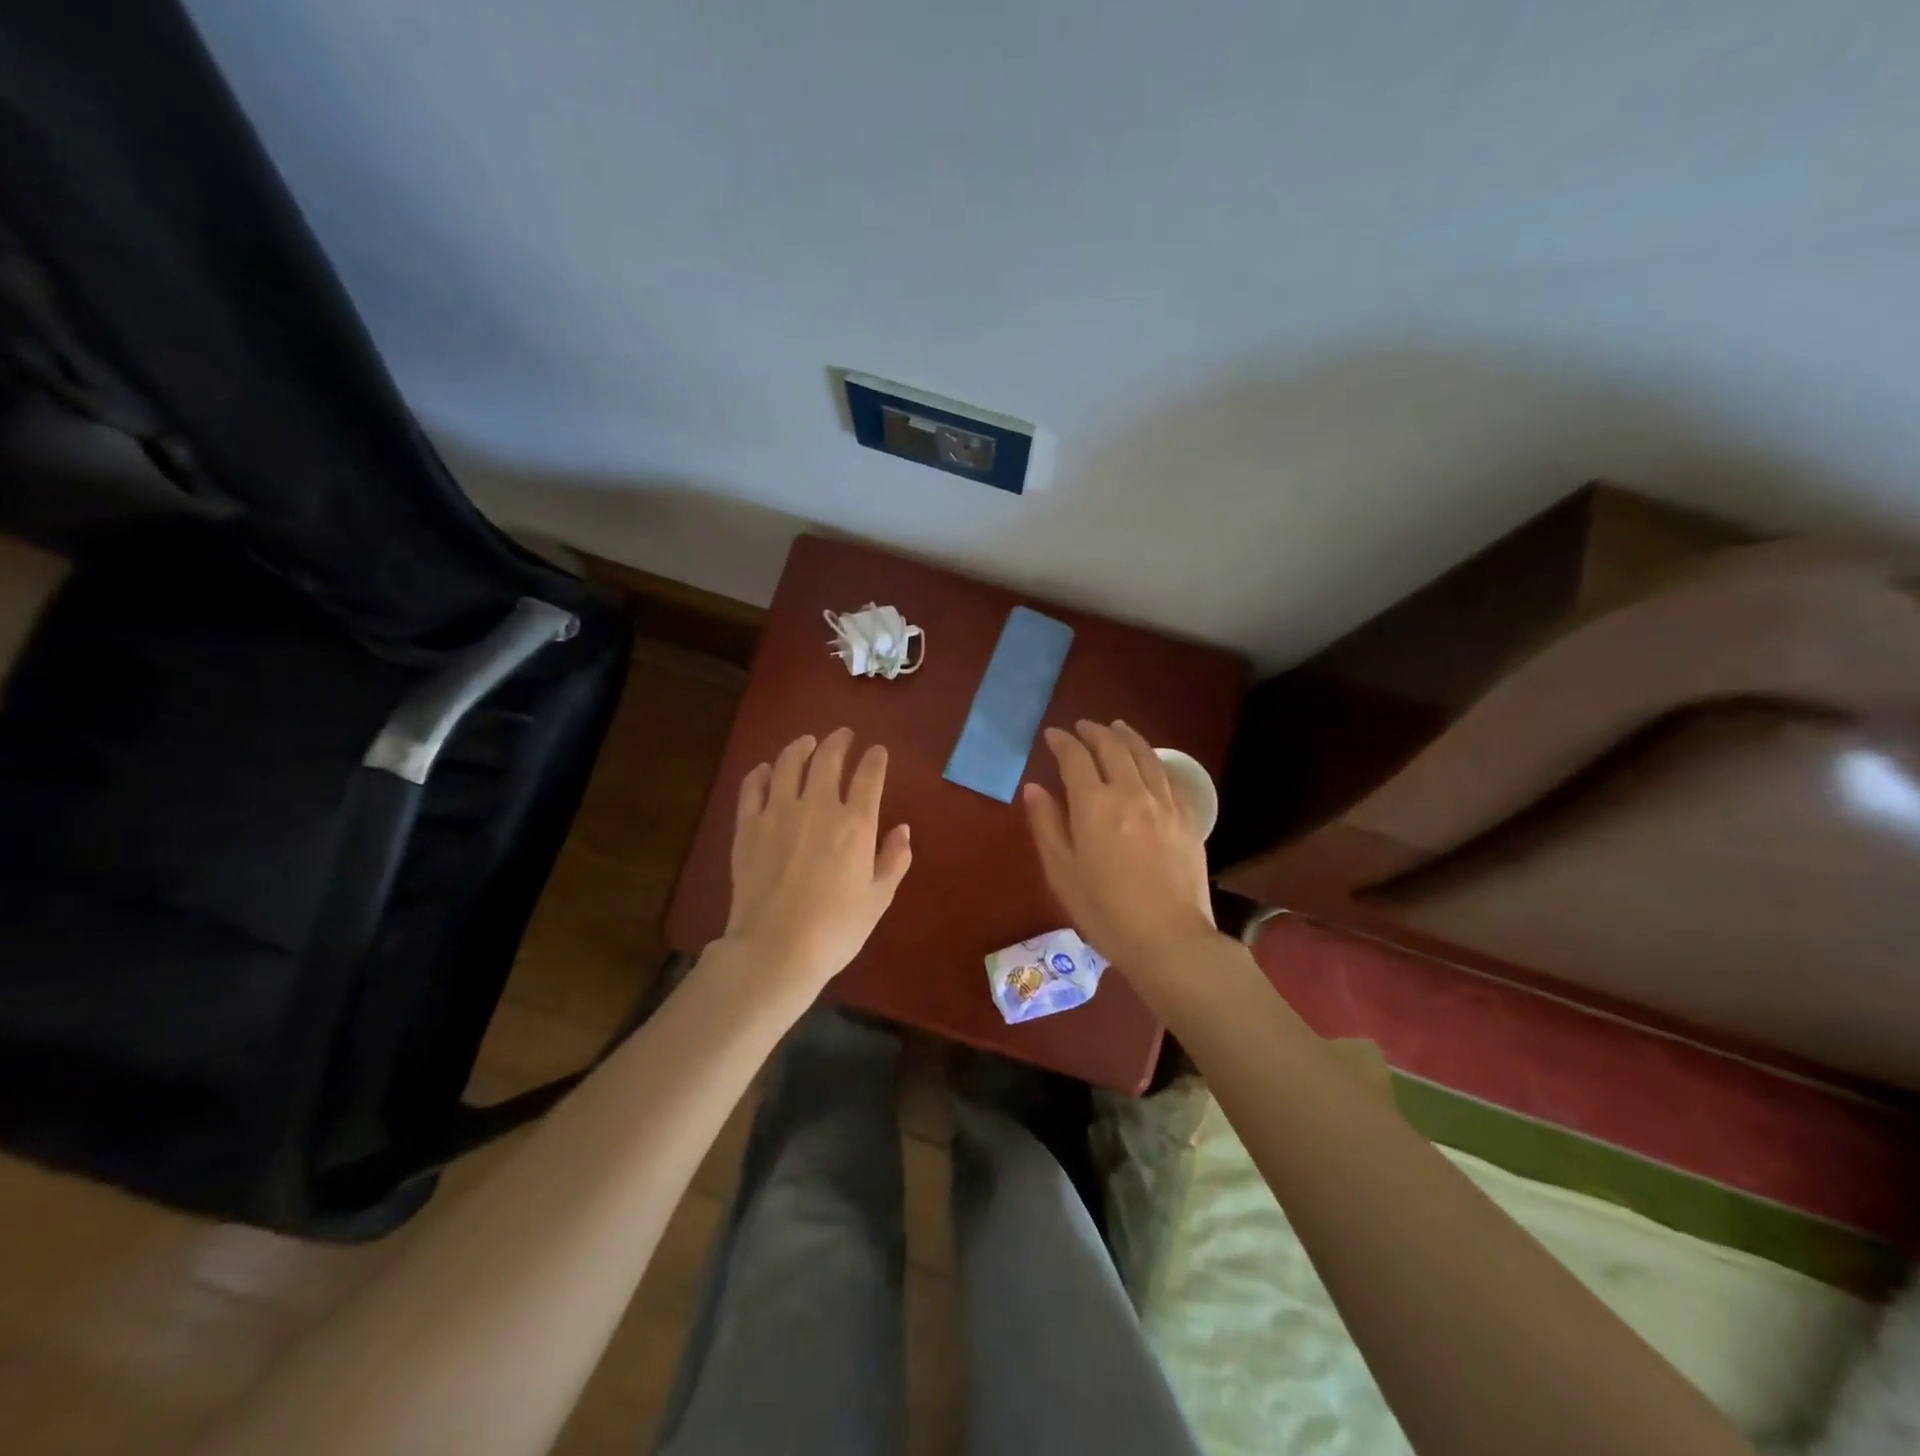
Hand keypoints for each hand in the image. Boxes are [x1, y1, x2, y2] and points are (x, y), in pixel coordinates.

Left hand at [723, 728, 912, 991]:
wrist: (775, 949)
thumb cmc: (836, 929)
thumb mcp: (878, 898)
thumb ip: (894, 859)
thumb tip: (902, 829)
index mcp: (855, 823)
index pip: (869, 775)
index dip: (875, 758)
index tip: (877, 751)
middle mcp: (817, 806)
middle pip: (827, 758)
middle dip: (838, 741)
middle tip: (843, 735)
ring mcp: (778, 813)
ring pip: (788, 763)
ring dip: (800, 747)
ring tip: (806, 742)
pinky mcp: (748, 826)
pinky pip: (752, 787)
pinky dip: (760, 773)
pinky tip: (765, 770)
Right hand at [1022, 720, 1216, 973]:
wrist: (1168, 939)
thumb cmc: (1105, 911)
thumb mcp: (1062, 871)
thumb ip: (1046, 824)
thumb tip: (1034, 788)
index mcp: (1094, 805)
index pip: (1075, 758)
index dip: (1063, 742)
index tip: (1053, 735)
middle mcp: (1130, 793)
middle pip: (1113, 747)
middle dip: (1094, 732)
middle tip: (1082, 727)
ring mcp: (1163, 803)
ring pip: (1145, 755)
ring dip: (1127, 736)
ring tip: (1116, 727)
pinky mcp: (1187, 817)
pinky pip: (1168, 776)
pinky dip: (1153, 760)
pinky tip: (1149, 762)